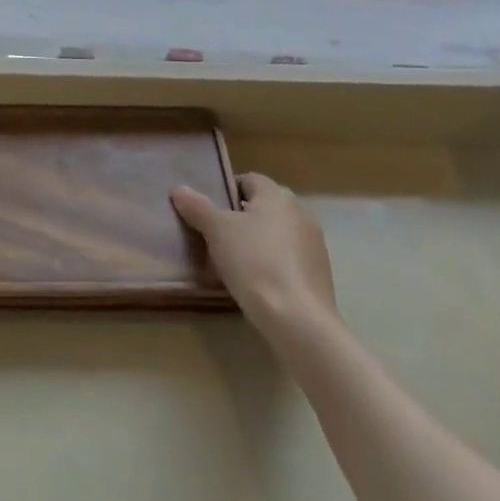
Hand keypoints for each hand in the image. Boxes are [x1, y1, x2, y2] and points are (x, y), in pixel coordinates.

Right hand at [172, 172, 338, 344]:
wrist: (299, 320)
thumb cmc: (254, 263)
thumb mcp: (217, 232)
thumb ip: (197, 207)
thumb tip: (179, 188)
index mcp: (276, 194)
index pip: (248, 179)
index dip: (226, 192)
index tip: (210, 213)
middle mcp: (299, 211)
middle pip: (263, 206)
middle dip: (242, 218)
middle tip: (218, 238)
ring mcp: (314, 243)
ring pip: (277, 233)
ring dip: (259, 241)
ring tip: (236, 263)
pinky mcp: (320, 272)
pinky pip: (290, 258)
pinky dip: (275, 264)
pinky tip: (260, 283)